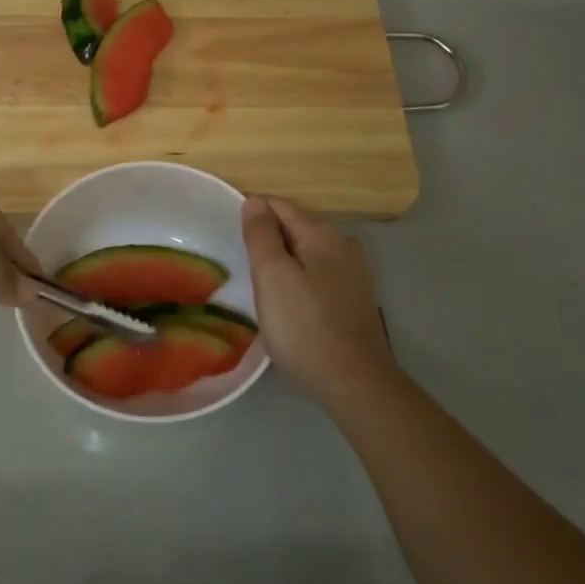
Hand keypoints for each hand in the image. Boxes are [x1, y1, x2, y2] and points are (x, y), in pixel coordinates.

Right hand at [241, 195, 398, 402]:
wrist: (354, 382)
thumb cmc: (304, 326)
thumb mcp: (272, 276)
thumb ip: (261, 235)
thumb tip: (255, 201)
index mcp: (322, 233)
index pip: (278, 206)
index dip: (252, 214)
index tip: (229, 235)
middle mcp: (343, 245)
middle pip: (294, 228)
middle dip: (268, 239)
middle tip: (242, 265)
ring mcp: (353, 273)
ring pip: (306, 254)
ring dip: (283, 262)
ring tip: (260, 286)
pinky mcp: (355, 298)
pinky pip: (318, 275)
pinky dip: (299, 280)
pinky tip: (289, 303)